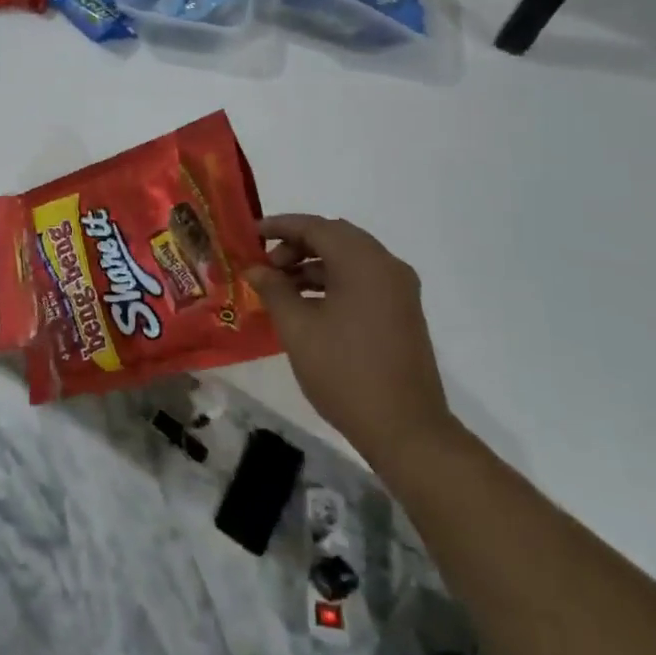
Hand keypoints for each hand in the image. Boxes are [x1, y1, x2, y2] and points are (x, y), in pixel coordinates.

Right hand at [244, 214, 457, 470]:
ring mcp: (399, 290)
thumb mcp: (297, 328)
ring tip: (279, 288)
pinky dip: (332, 281)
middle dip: (296, 245)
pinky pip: (362, 280)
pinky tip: (306, 304)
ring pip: (349, 259)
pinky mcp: (402, 311)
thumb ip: (273, 289)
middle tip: (265, 265)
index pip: (315, 227)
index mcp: (363, 263)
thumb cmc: (344, 372)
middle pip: (335, 238)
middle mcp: (387, 266)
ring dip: (313, 265)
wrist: (405, 429)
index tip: (250, 234)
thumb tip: (254, 268)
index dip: (279, 226)